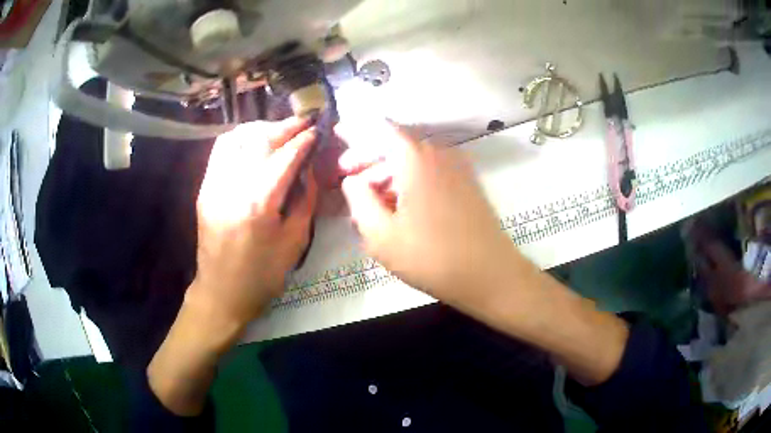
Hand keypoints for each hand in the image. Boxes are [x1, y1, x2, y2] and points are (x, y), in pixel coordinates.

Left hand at [189, 117, 317, 327]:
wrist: (222, 292)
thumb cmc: (263, 275)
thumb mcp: (295, 241)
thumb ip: (305, 200)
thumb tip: (308, 169)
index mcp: (259, 203)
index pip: (285, 156)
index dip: (303, 139)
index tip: (316, 129)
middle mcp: (233, 185)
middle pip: (259, 139)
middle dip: (284, 126)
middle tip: (301, 123)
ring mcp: (214, 184)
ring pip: (236, 138)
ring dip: (260, 128)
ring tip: (277, 130)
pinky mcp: (205, 188)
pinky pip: (221, 151)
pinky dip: (239, 139)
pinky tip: (253, 143)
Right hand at [337, 120, 515, 303]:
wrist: (491, 275)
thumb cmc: (432, 258)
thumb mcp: (381, 236)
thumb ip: (359, 201)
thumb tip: (352, 180)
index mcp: (415, 158)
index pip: (379, 128)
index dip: (355, 129)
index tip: (336, 133)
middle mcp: (438, 153)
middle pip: (396, 144)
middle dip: (368, 157)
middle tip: (347, 177)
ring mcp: (457, 168)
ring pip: (413, 159)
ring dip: (388, 172)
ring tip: (369, 199)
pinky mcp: (466, 184)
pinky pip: (430, 171)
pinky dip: (409, 180)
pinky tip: (398, 204)